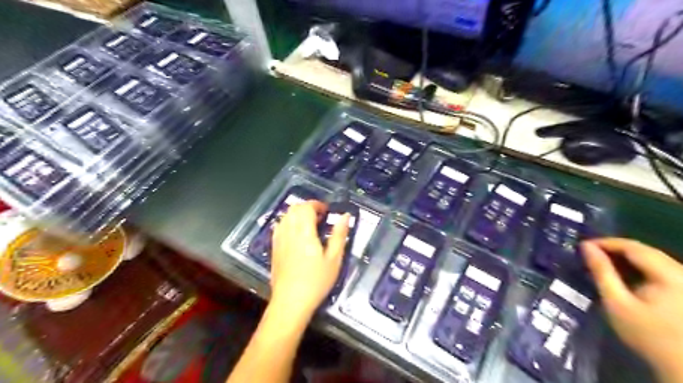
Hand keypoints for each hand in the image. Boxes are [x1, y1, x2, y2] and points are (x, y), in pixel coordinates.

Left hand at [269, 200, 348, 319]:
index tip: (327, 211)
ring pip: (285, 216)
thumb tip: (345, 215)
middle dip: (308, 207)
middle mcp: (289, 231)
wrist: (291, 302)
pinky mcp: (274, 248)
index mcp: (304, 232)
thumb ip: (339, 235)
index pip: (306, 207)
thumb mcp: (334, 259)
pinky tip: (296, 233)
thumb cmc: (316, 281)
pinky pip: (279, 226)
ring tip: (309, 224)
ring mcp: (279, 239)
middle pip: (294, 208)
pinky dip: (288, 222)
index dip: (317, 205)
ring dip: (297, 214)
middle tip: (320, 217)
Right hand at [581, 238, 682, 381]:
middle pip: (645, 251)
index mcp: (670, 275)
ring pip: (653, 260)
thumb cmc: (647, 335)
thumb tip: (586, 247)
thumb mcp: (617, 302)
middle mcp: (682, 273)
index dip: (606, 242)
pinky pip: (660, 270)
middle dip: (615, 249)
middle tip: (588, 253)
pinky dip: (638, 268)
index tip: (582, 245)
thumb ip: (601, 272)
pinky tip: (623, 275)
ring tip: (602, 262)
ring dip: (626, 258)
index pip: (633, 247)